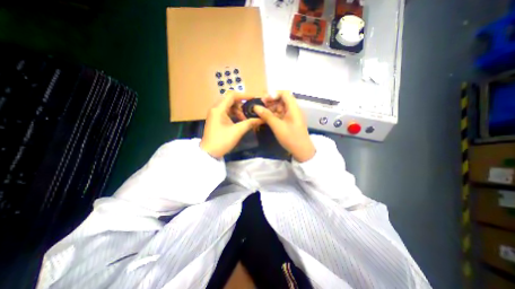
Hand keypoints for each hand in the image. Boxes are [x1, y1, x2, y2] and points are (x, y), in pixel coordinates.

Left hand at [199, 91, 262, 157]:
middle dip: (241, 104)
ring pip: (229, 106)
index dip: (244, 95)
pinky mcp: (216, 119)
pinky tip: (240, 121)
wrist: (209, 153)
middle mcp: (215, 108)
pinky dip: (234, 114)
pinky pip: (226, 112)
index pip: (232, 95)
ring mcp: (215, 114)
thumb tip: (261, 119)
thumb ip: (249, 123)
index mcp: (218, 109)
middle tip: (250, 111)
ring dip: (238, 110)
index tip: (254, 99)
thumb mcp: (237, 131)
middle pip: (230, 100)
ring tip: (245, 119)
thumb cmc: (222, 141)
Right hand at [253, 91, 313, 161]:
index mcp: (293, 108)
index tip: (264, 99)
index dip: (274, 94)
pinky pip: (281, 115)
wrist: (302, 151)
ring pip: (280, 108)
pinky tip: (266, 118)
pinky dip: (274, 115)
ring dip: (271, 109)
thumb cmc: (291, 138)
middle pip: (282, 100)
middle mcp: (293, 110)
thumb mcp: (277, 126)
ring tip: (261, 113)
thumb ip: (267, 115)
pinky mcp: (290, 122)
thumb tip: (255, 107)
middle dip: (271, 101)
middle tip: (260, 106)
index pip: (285, 94)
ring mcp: (292, 116)